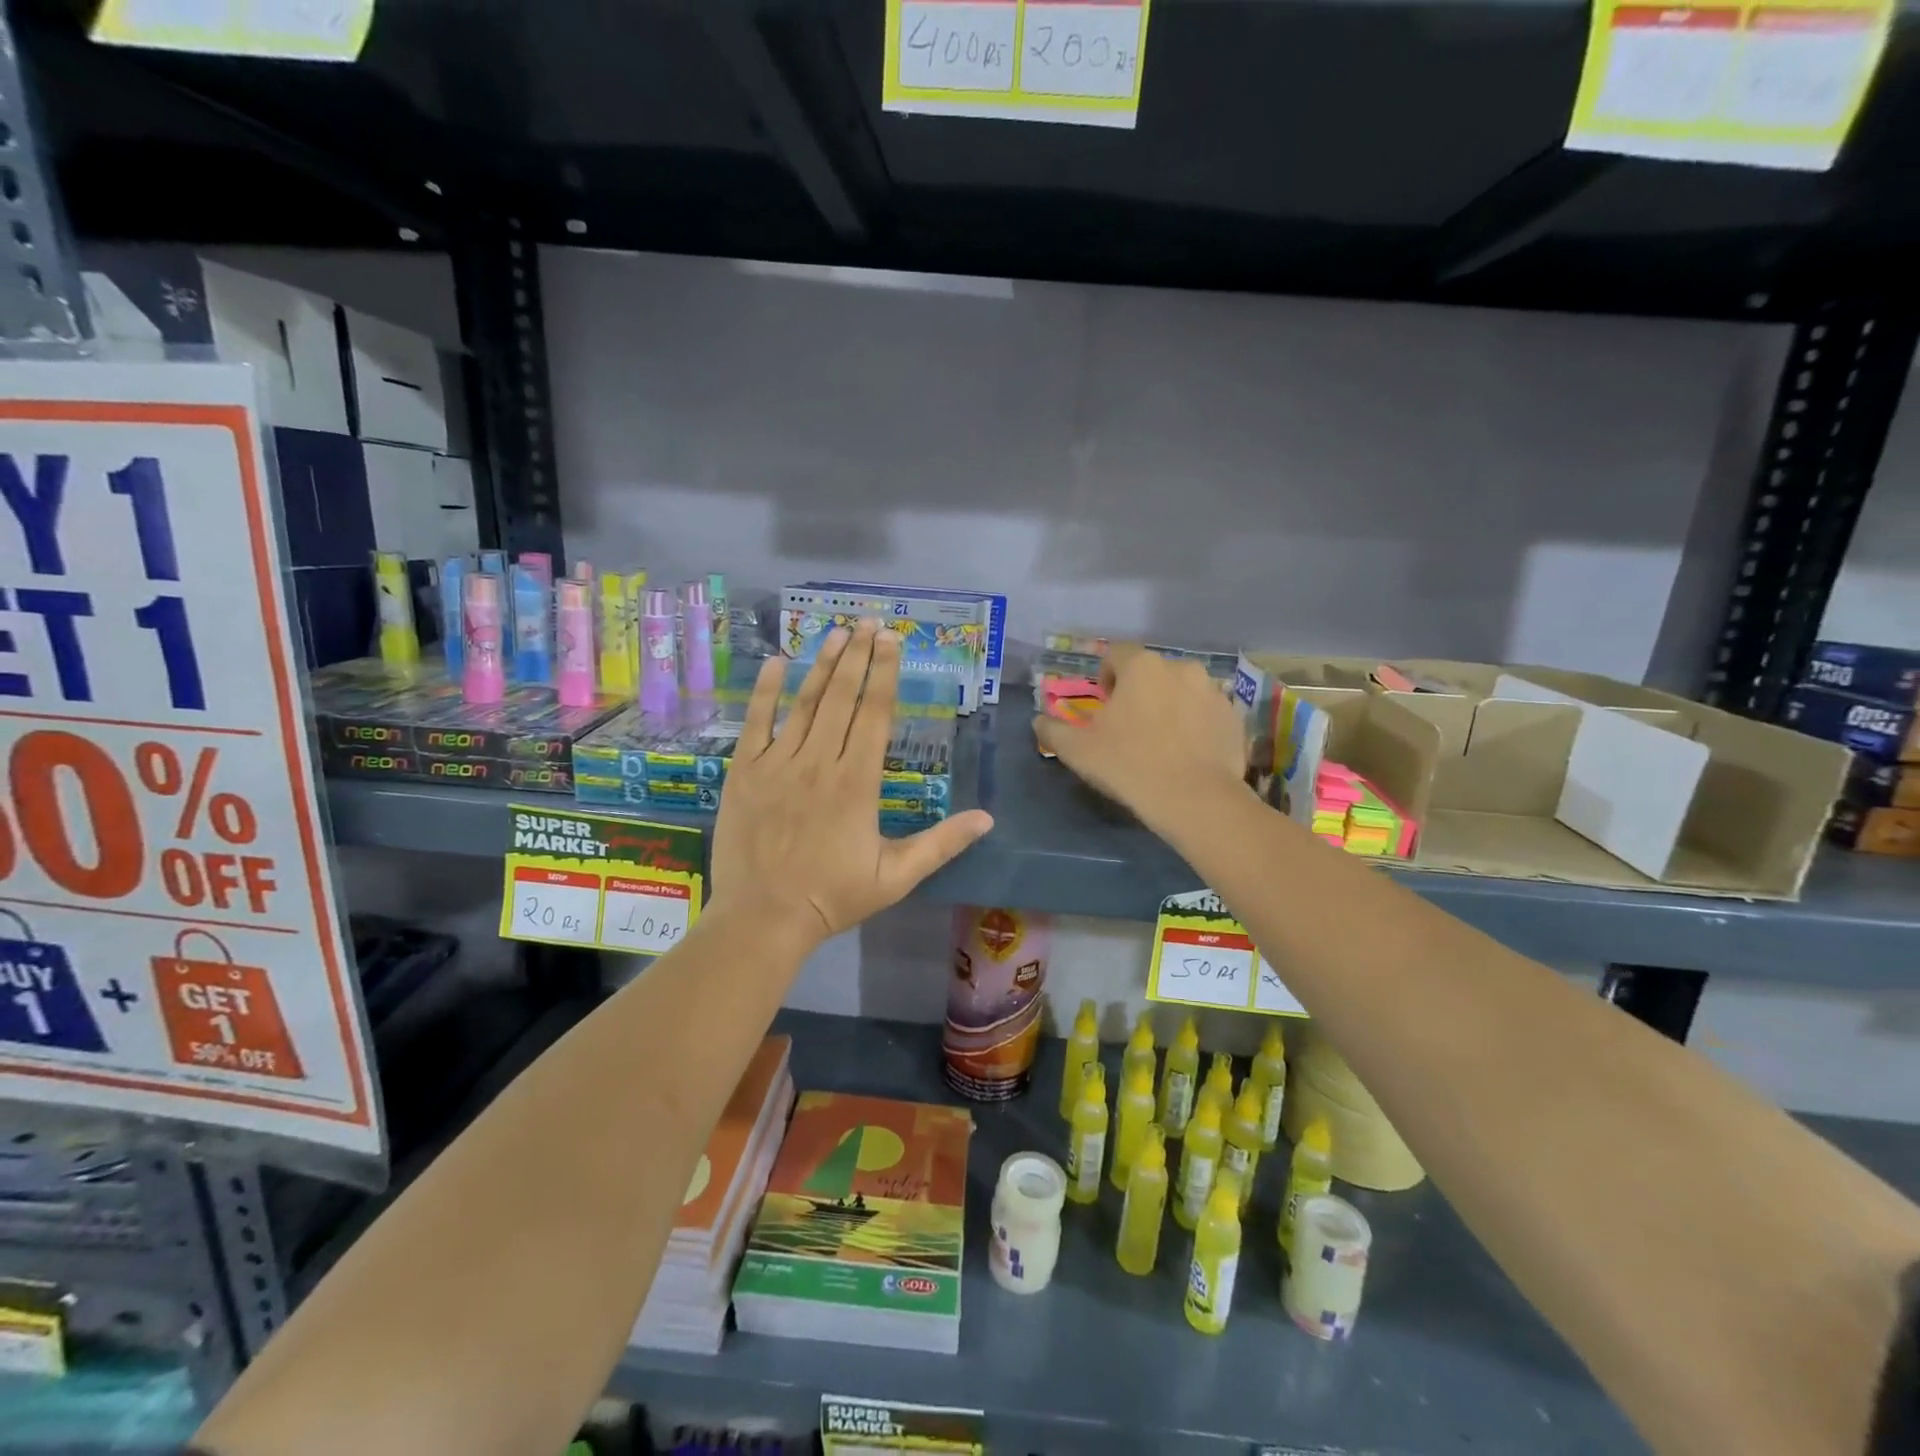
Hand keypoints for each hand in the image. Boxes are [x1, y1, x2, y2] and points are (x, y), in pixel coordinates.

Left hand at [710, 621, 993, 949]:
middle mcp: (820, 761)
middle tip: (869, 621)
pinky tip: (775, 663)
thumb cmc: (834, 897)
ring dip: (822, 664)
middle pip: (843, 697)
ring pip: (804, 703)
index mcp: (858, 781)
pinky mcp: (745, 771)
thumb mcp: (897, 876)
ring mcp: (779, 763)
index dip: (885, 672)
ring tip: (836, 632)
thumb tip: (987, 819)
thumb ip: (942, 843)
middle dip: (858, 655)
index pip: (875, 713)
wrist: (764, 918)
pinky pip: (756, 722)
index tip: (891, 640)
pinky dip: (765, 691)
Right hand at [1034, 645, 1249, 833]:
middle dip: (1139, 693)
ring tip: (1161, 742)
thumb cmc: (1128, 765)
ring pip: (1182, 691)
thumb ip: (1052, 730)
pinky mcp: (1234, 718)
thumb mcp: (1077, 751)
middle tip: (1129, 728)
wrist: (1194, 800)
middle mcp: (1181, 668)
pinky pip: (1207, 713)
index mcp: (1141, 667)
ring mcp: (1213, 691)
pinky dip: (1196, 725)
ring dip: (1169, 706)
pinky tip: (1187, 755)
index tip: (1103, 706)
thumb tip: (1039, 721)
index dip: (1106, 676)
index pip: (1117, 654)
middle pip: (1152, 672)